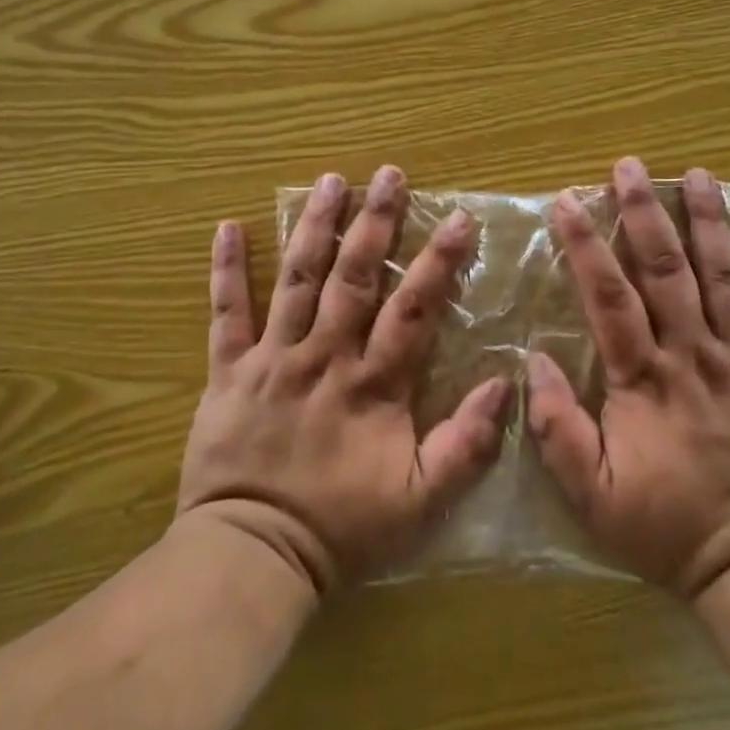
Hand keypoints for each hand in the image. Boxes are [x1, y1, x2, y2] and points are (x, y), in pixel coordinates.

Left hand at [175, 166, 513, 594]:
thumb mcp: (423, 501)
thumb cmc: (342, 528)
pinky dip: (226, 270)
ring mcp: (272, 358)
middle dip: (375, 222)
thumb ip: (466, 444)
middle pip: (353, 277)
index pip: (412, 309)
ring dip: (314, 226)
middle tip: (389, 174)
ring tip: (330, 180)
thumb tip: (504, 384)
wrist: (253, 554)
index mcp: (371, 383)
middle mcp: (324, 355)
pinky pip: (226, 313)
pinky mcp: (228, 370)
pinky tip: (227, 227)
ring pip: (296, 279)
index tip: (458, 219)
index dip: (437, 262)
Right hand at [526, 157, 729, 598]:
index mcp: (644, 378)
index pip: (608, 296)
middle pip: (666, 269)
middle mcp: (694, 353)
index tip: (568, 201)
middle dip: (644, 212)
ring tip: (698, 174)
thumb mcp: (590, 492)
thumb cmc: (665, 525)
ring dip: (710, 221)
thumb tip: (533, 360)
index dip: (586, 244)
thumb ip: (556, 427)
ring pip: (725, 275)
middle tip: (631, 166)